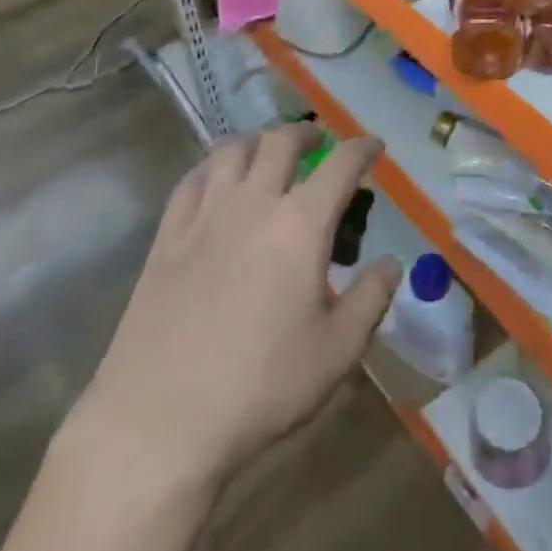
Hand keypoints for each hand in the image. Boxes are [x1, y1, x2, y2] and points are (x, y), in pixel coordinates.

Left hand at [69, 125, 398, 486]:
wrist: (161, 417)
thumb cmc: (261, 385)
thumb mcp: (338, 351)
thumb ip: (371, 299)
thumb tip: (390, 263)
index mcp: (300, 224)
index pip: (340, 165)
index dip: (362, 148)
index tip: (374, 145)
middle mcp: (253, 202)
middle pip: (279, 142)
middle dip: (305, 133)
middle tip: (317, 141)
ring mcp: (204, 215)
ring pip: (231, 150)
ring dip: (257, 141)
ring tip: (267, 150)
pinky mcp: (167, 235)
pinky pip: (191, 179)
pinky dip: (212, 166)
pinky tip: (215, 180)